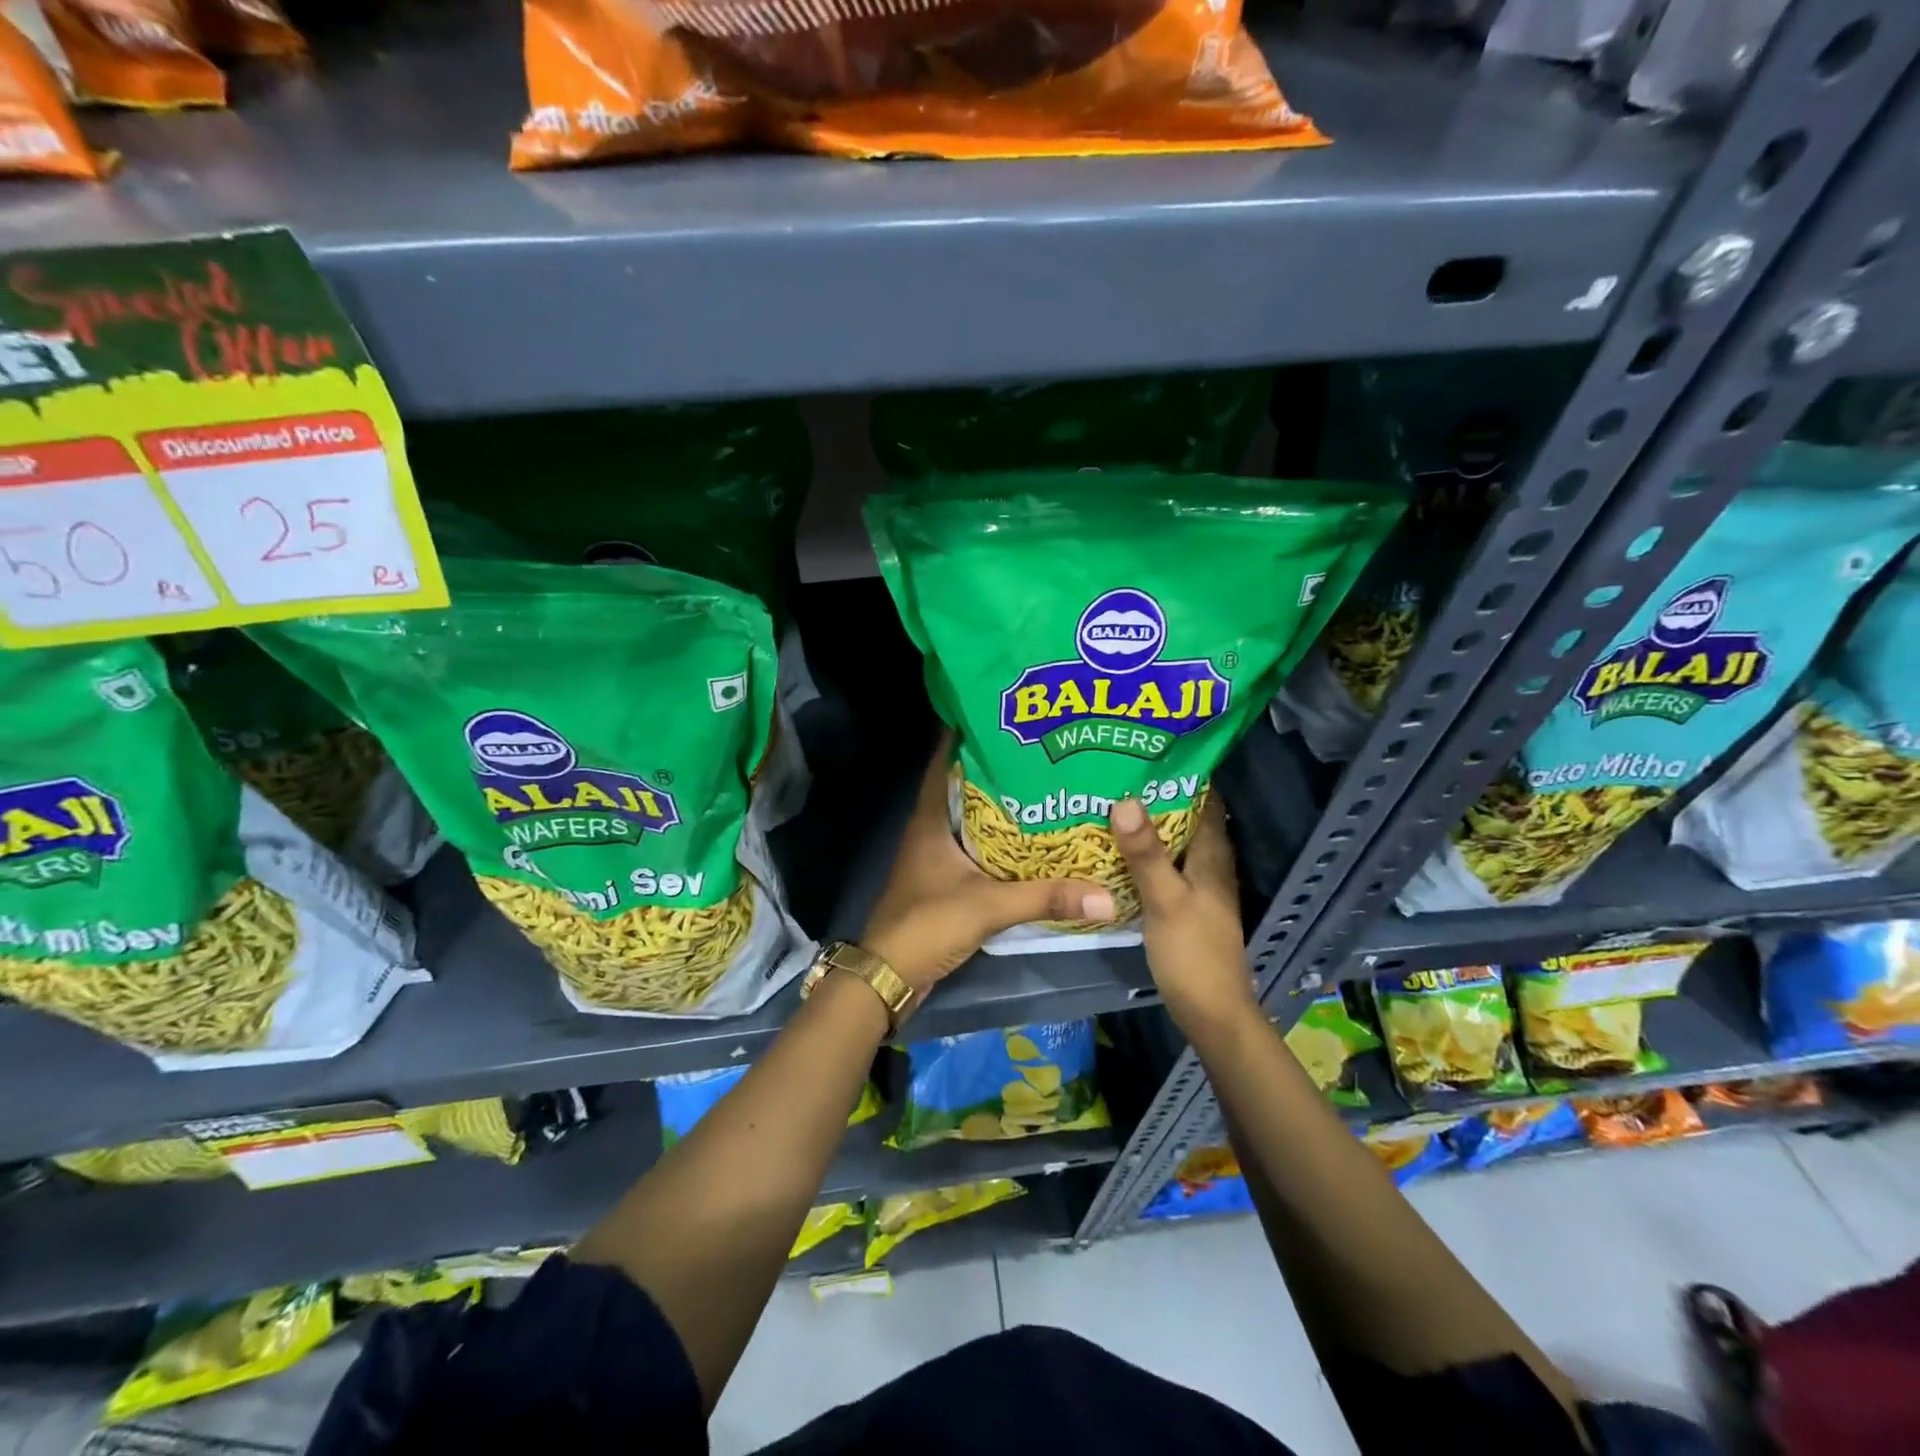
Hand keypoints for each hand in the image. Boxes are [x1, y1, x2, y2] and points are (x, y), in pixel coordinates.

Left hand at [862, 736, 1113, 998]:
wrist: (890, 974)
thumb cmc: (928, 924)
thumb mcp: (988, 906)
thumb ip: (1045, 898)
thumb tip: (1106, 895)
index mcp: (931, 817)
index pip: (944, 760)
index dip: (968, 734)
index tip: (1005, 714)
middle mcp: (931, 827)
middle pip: (964, 785)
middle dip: (998, 768)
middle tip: (1042, 750)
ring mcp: (936, 854)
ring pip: (972, 816)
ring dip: (1001, 804)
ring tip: (1045, 786)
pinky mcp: (944, 878)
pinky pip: (977, 846)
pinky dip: (1000, 839)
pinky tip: (1031, 839)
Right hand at [1108, 795, 1254, 1029]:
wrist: (1210, 1013)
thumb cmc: (1193, 953)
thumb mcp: (1165, 899)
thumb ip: (1146, 854)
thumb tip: (1126, 799)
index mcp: (1212, 856)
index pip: (1205, 800)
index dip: (1182, 774)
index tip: (1145, 752)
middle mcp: (1208, 865)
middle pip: (1185, 818)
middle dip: (1155, 796)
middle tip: (1114, 773)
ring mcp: (1196, 886)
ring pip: (1172, 843)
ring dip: (1147, 825)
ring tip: (1107, 802)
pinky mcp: (1182, 905)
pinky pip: (1162, 866)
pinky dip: (1142, 854)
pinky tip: (1113, 850)